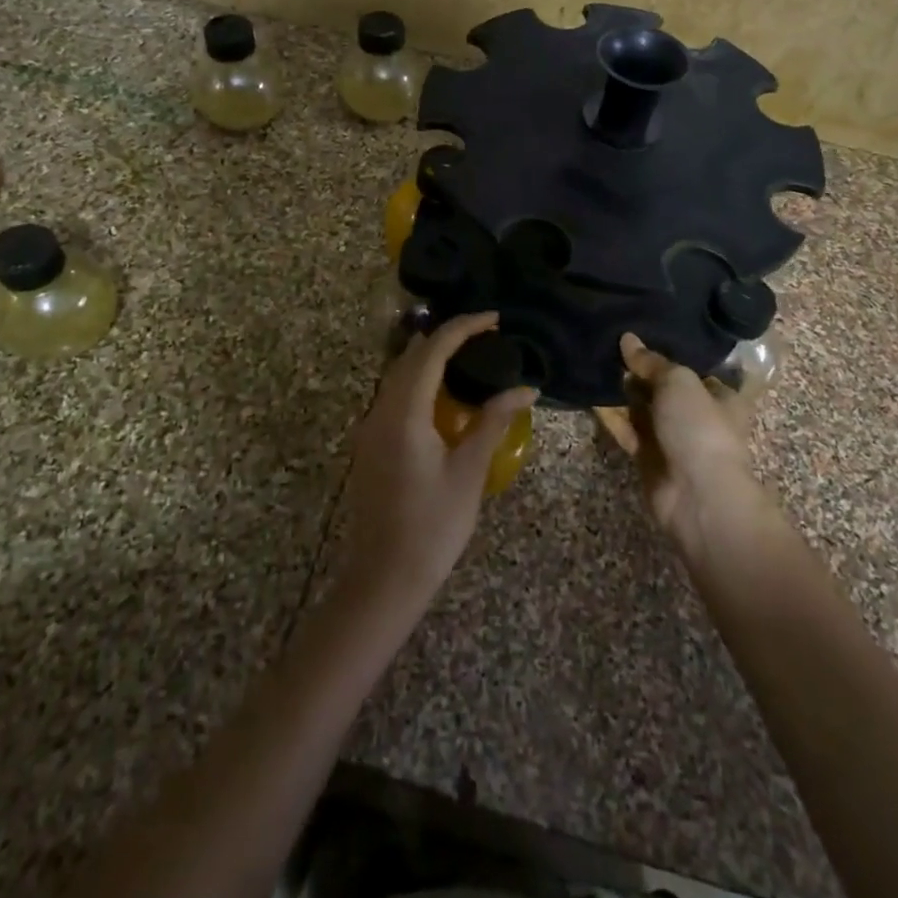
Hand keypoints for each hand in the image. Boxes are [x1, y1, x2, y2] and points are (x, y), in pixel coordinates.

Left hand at [339, 311, 537, 612]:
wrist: (384, 579)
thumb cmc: (432, 526)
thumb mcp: (469, 471)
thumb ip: (494, 421)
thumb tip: (526, 388)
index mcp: (404, 412)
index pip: (433, 351)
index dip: (464, 327)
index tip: (495, 319)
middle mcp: (380, 410)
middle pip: (411, 356)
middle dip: (447, 337)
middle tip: (486, 334)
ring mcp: (371, 427)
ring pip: (399, 374)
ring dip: (431, 358)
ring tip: (470, 355)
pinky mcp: (371, 444)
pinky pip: (395, 395)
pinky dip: (420, 380)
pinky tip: (444, 394)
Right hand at [596, 333, 757, 547]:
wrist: (697, 495)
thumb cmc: (699, 428)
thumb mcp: (678, 382)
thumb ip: (651, 361)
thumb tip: (627, 338)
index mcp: (719, 396)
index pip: (693, 369)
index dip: (669, 352)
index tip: (641, 333)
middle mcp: (697, 416)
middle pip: (664, 388)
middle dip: (639, 371)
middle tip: (609, 344)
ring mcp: (672, 439)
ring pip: (643, 409)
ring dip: (622, 392)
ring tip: (595, 362)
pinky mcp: (648, 458)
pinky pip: (627, 430)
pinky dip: (611, 415)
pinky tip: (590, 394)